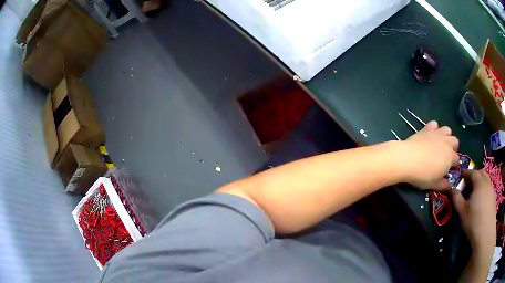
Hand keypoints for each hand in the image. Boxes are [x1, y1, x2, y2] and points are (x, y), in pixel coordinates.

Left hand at [400, 121, 459, 189]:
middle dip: (453, 148)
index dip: (454, 165)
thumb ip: (443, 185)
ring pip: (447, 130)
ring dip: (446, 136)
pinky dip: (434, 128)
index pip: (457, 160)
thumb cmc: (423, 174)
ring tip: (440, 145)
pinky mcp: (427, 128)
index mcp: (450, 157)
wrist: (407, 158)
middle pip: (455, 142)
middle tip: (445, 157)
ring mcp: (437, 133)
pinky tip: (430, 135)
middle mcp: (447, 143)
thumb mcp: (434, 184)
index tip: (449, 170)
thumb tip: (449, 186)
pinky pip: (434, 124)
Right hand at [453, 170, 495, 251]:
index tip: (461, 175)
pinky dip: (484, 189)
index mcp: (479, 182)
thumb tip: (452, 189)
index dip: (466, 172)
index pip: (472, 172)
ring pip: (486, 180)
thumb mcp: (462, 211)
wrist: (485, 232)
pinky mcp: (493, 197)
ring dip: (480, 182)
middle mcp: (487, 182)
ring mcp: (492, 189)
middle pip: (481, 173)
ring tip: (474, 193)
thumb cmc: (473, 221)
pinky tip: (481, 201)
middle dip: (475, 175)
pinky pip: (488, 188)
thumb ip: (457, 198)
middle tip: (468, 183)